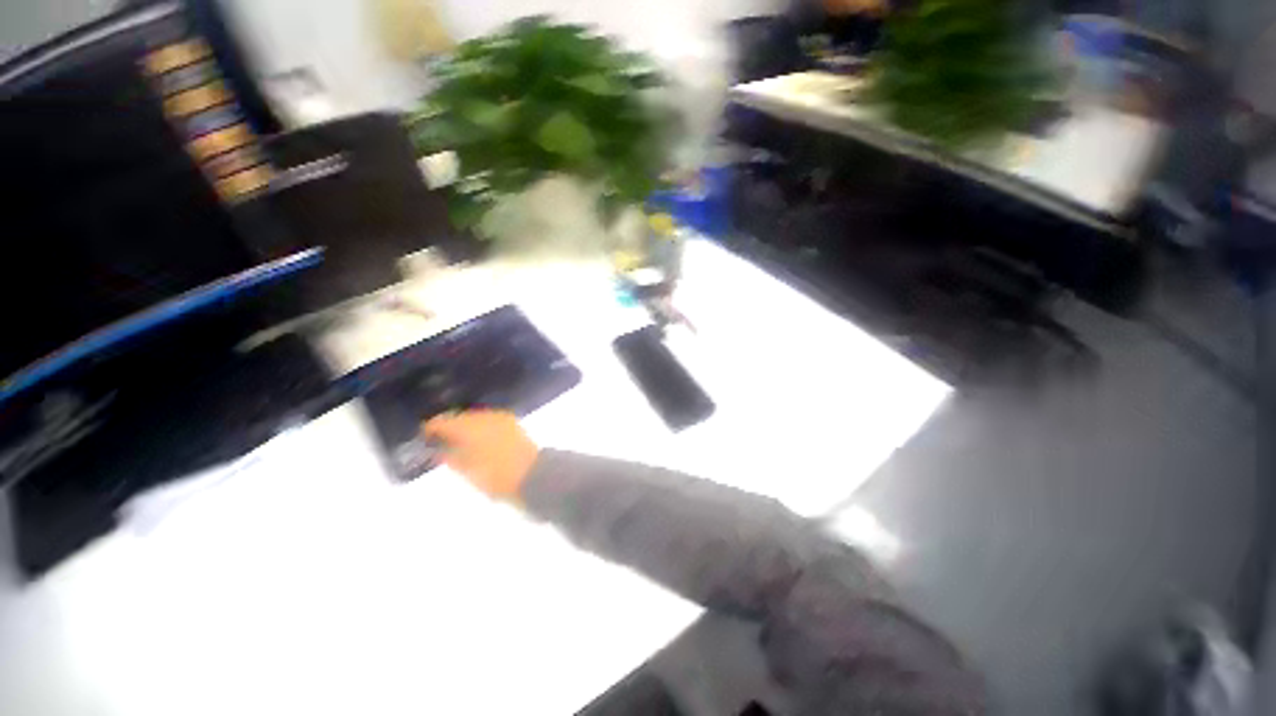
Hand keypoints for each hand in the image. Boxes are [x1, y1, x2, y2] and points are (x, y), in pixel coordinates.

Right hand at [422, 410, 538, 500]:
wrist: (532, 475)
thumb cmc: (496, 477)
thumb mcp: (467, 471)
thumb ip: (449, 456)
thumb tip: (439, 448)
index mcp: (469, 428)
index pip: (443, 421)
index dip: (431, 428)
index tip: (424, 437)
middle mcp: (484, 417)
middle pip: (460, 416)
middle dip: (450, 426)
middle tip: (440, 440)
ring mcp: (500, 417)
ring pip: (475, 416)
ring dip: (466, 425)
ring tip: (459, 441)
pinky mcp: (511, 421)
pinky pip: (489, 419)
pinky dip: (481, 426)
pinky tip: (478, 438)